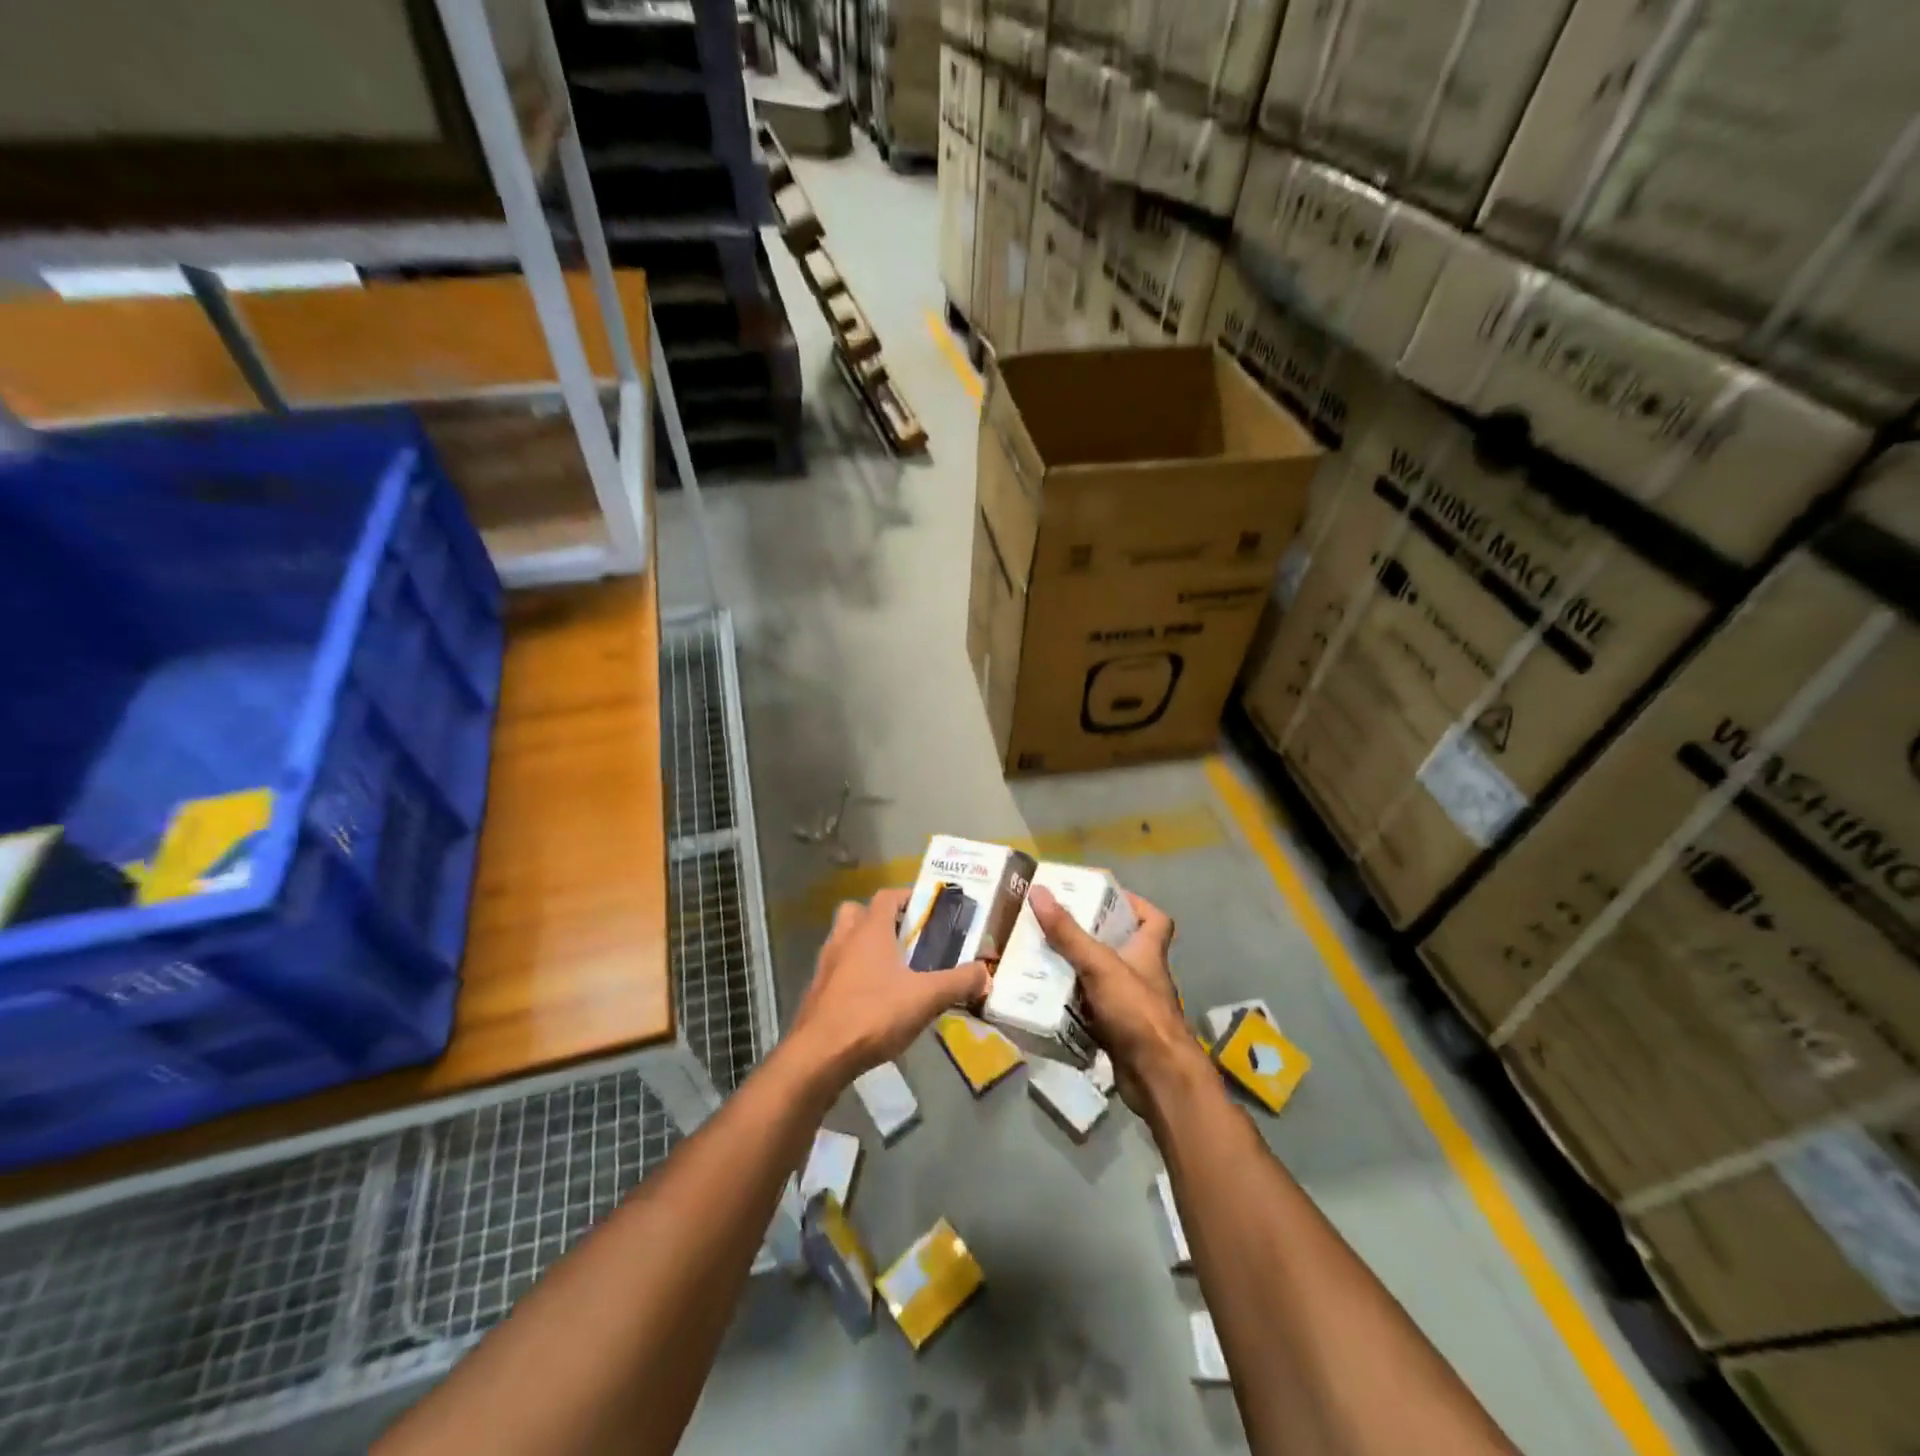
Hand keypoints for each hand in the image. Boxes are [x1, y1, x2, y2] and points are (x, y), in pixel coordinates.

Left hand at [787, 887, 990, 1083]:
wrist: (819, 1055)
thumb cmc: (874, 1014)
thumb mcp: (926, 998)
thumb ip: (958, 982)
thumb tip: (985, 972)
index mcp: (869, 929)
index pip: (887, 896)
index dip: (908, 897)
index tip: (929, 911)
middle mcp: (844, 938)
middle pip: (859, 912)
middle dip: (882, 920)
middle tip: (906, 939)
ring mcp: (826, 965)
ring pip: (845, 940)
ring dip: (865, 947)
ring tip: (893, 971)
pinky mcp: (817, 991)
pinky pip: (838, 970)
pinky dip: (854, 975)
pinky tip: (874, 1000)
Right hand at [1028, 884, 1200, 1113]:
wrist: (1157, 1077)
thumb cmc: (1137, 1012)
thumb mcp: (1100, 965)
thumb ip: (1069, 933)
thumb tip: (1039, 891)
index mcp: (1148, 952)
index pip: (1155, 920)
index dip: (1135, 904)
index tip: (1104, 897)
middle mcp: (1143, 975)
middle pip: (1121, 947)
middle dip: (1090, 936)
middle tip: (1056, 925)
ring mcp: (1131, 1006)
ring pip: (1102, 979)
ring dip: (1077, 971)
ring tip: (1043, 956)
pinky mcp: (1118, 1032)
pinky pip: (1091, 1010)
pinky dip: (1073, 1005)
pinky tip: (1047, 999)